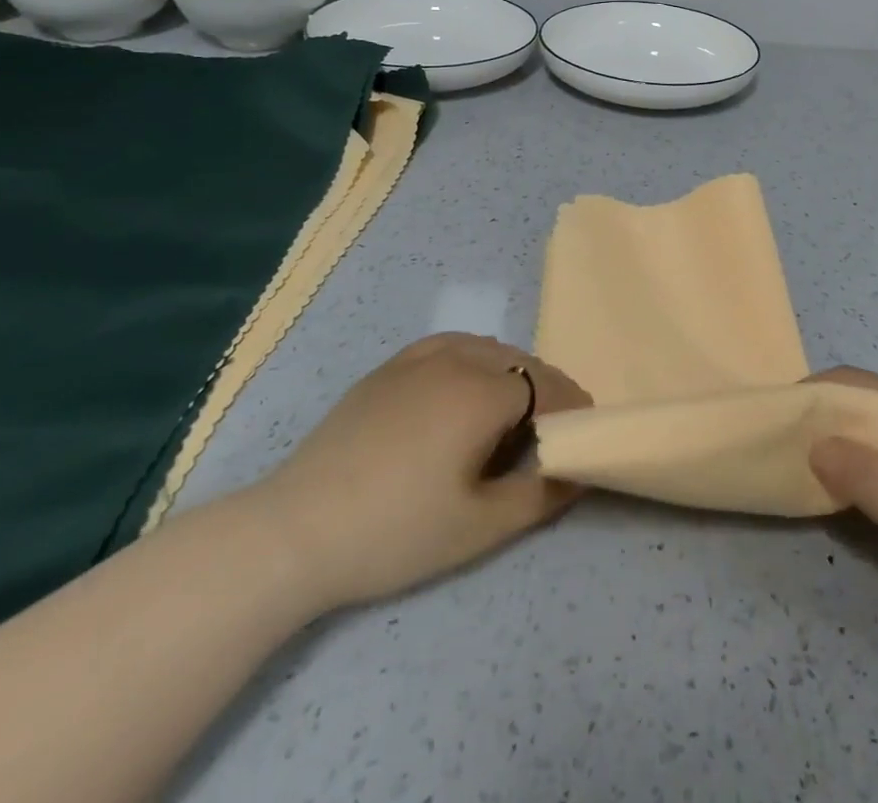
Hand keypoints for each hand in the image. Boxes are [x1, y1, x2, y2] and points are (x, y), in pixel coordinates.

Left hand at [248, 334, 590, 611]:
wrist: (296, 530)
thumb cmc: (397, 531)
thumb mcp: (479, 526)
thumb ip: (540, 495)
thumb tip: (580, 471)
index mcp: (482, 392)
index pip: (547, 387)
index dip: (570, 409)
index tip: (582, 435)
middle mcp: (456, 360)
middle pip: (520, 363)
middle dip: (546, 391)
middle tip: (550, 432)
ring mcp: (418, 359)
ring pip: (487, 350)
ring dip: (511, 374)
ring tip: (512, 413)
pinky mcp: (388, 369)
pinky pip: (449, 346)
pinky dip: (473, 360)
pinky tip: (464, 387)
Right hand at [809, 367, 877, 627]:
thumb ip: (867, 478)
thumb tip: (815, 443)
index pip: (855, 381)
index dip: (812, 393)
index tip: (778, 419)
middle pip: (869, 397)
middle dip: (827, 416)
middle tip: (792, 450)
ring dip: (851, 437)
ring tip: (820, 469)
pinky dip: (875, 454)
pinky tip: (870, 486)